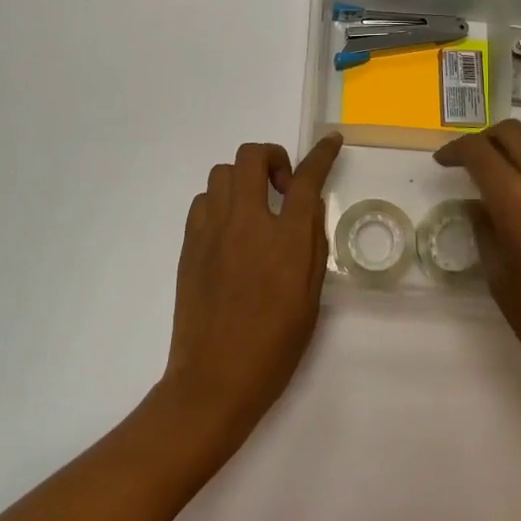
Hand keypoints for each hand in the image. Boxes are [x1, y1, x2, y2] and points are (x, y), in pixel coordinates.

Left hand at [159, 134, 343, 443]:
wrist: (214, 380)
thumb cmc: (273, 346)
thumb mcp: (310, 298)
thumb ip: (312, 245)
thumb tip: (308, 208)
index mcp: (285, 239)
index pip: (306, 179)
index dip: (321, 154)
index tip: (330, 140)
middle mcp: (247, 222)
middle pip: (252, 156)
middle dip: (272, 157)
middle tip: (282, 187)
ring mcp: (212, 230)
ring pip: (223, 173)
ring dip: (244, 179)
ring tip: (255, 209)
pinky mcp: (190, 244)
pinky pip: (204, 200)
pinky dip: (221, 201)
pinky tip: (229, 230)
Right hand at [434, 117, 520, 409]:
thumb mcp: (498, 278)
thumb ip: (484, 230)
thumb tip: (478, 202)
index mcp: (515, 205)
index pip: (478, 153)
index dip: (455, 151)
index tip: (444, 162)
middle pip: (511, 134)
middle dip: (486, 142)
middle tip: (475, 162)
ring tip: (512, 163)